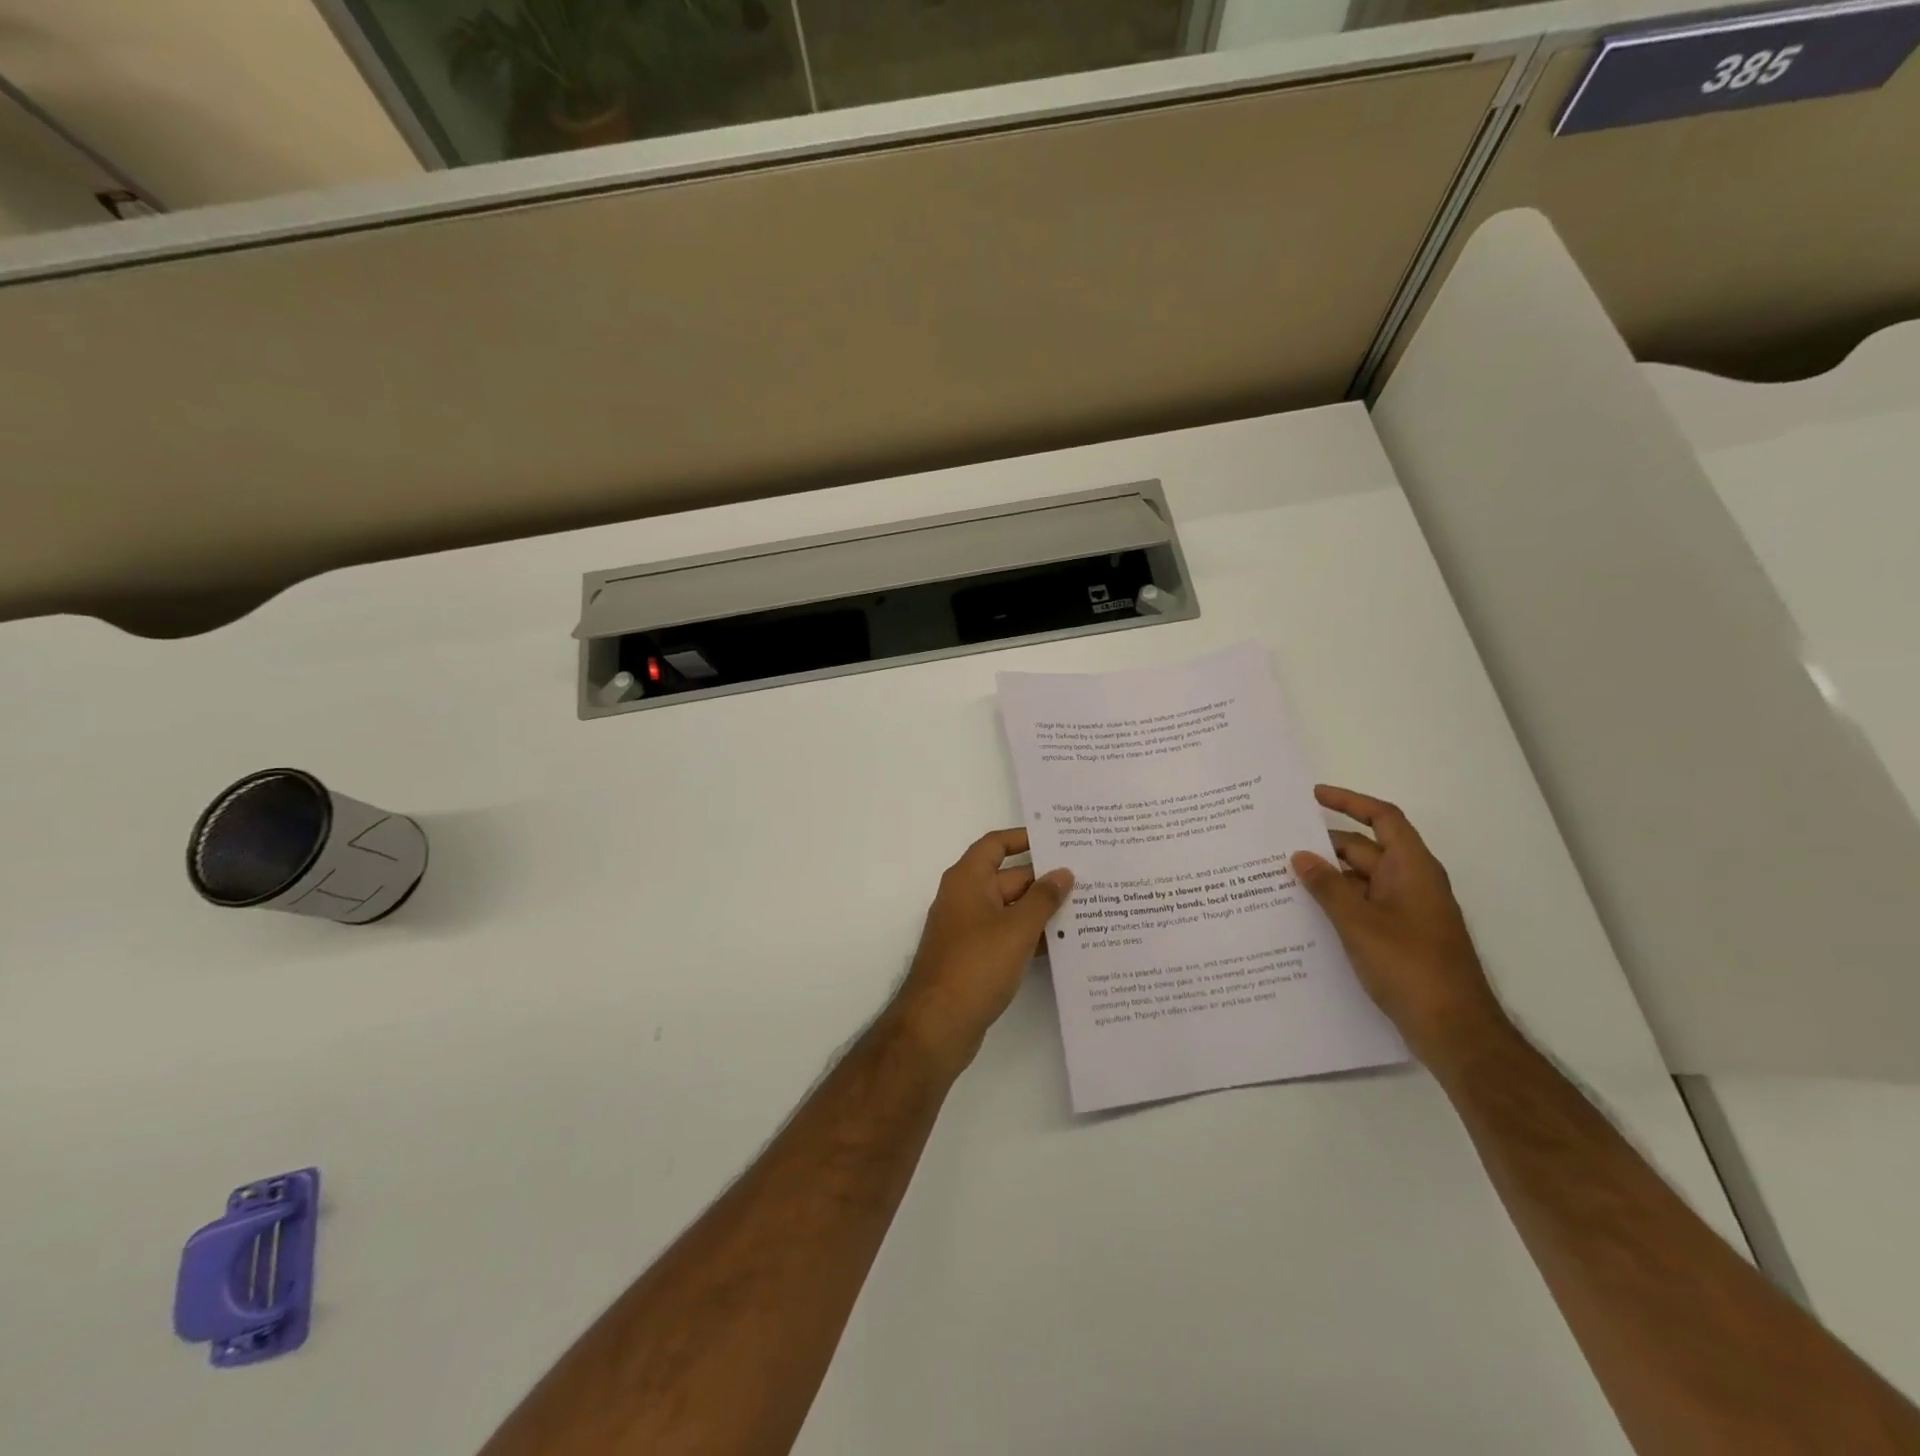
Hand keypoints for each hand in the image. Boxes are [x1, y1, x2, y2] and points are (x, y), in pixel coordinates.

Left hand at [892, 829, 1073, 1076]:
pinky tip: (1065, 944)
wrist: (937, 1025)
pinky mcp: (976, 958)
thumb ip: (1043, 899)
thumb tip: (1063, 872)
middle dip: (1044, 878)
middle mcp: (966, 899)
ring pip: (1011, 910)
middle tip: (1088, 878)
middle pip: (1009, 877)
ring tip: (1087, 909)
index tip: (1058, 840)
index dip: (1023, 838)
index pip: (996, 845)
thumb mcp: (1016, 929)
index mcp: (967, 880)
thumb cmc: (975, 966)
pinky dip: (1032, 936)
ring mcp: (970, 930)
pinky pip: (1008, 936)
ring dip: (1042, 910)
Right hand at [1291, 785, 1508, 1065]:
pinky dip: (1337, 903)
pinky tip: (1305, 913)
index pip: (1383, 819)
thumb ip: (1327, 887)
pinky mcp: (1400, 937)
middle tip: (1280, 844)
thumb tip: (1300, 856)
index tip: (1313, 796)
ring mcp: (1407, 912)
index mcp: (1412, 869)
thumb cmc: (1409, 966)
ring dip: (1328, 877)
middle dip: (1325, 845)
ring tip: (1281, 877)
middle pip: (1366, 849)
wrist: (1453, 1030)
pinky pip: (1364, 906)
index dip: (1350, 802)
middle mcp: (1412, 883)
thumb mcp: (1359, 923)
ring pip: (1361, 881)